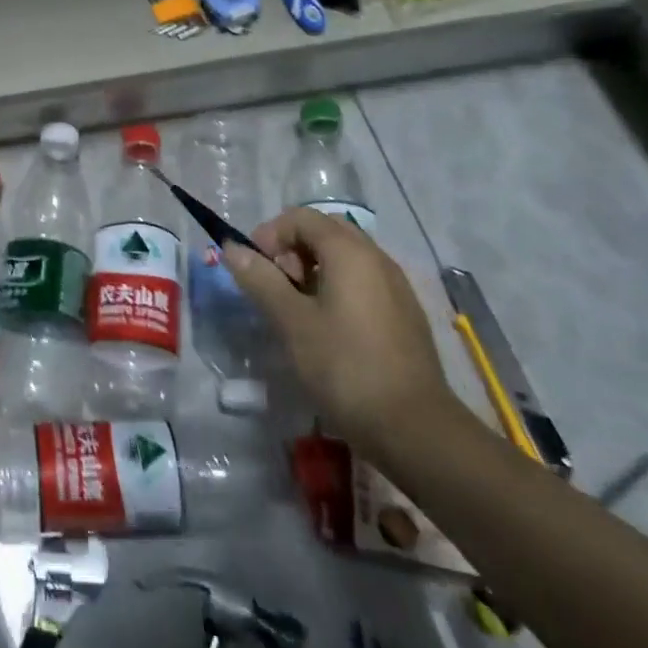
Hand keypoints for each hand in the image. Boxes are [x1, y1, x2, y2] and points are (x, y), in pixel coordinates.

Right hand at [222, 207, 457, 456]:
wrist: (416, 429)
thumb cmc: (345, 368)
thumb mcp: (291, 322)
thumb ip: (260, 280)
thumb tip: (232, 248)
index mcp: (350, 253)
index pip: (301, 217)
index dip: (270, 234)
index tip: (254, 268)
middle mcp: (377, 258)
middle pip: (325, 231)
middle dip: (292, 249)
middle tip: (276, 285)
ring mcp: (396, 286)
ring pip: (346, 257)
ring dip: (313, 269)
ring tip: (297, 309)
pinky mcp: (405, 314)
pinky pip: (363, 281)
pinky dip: (337, 288)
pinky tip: (328, 328)